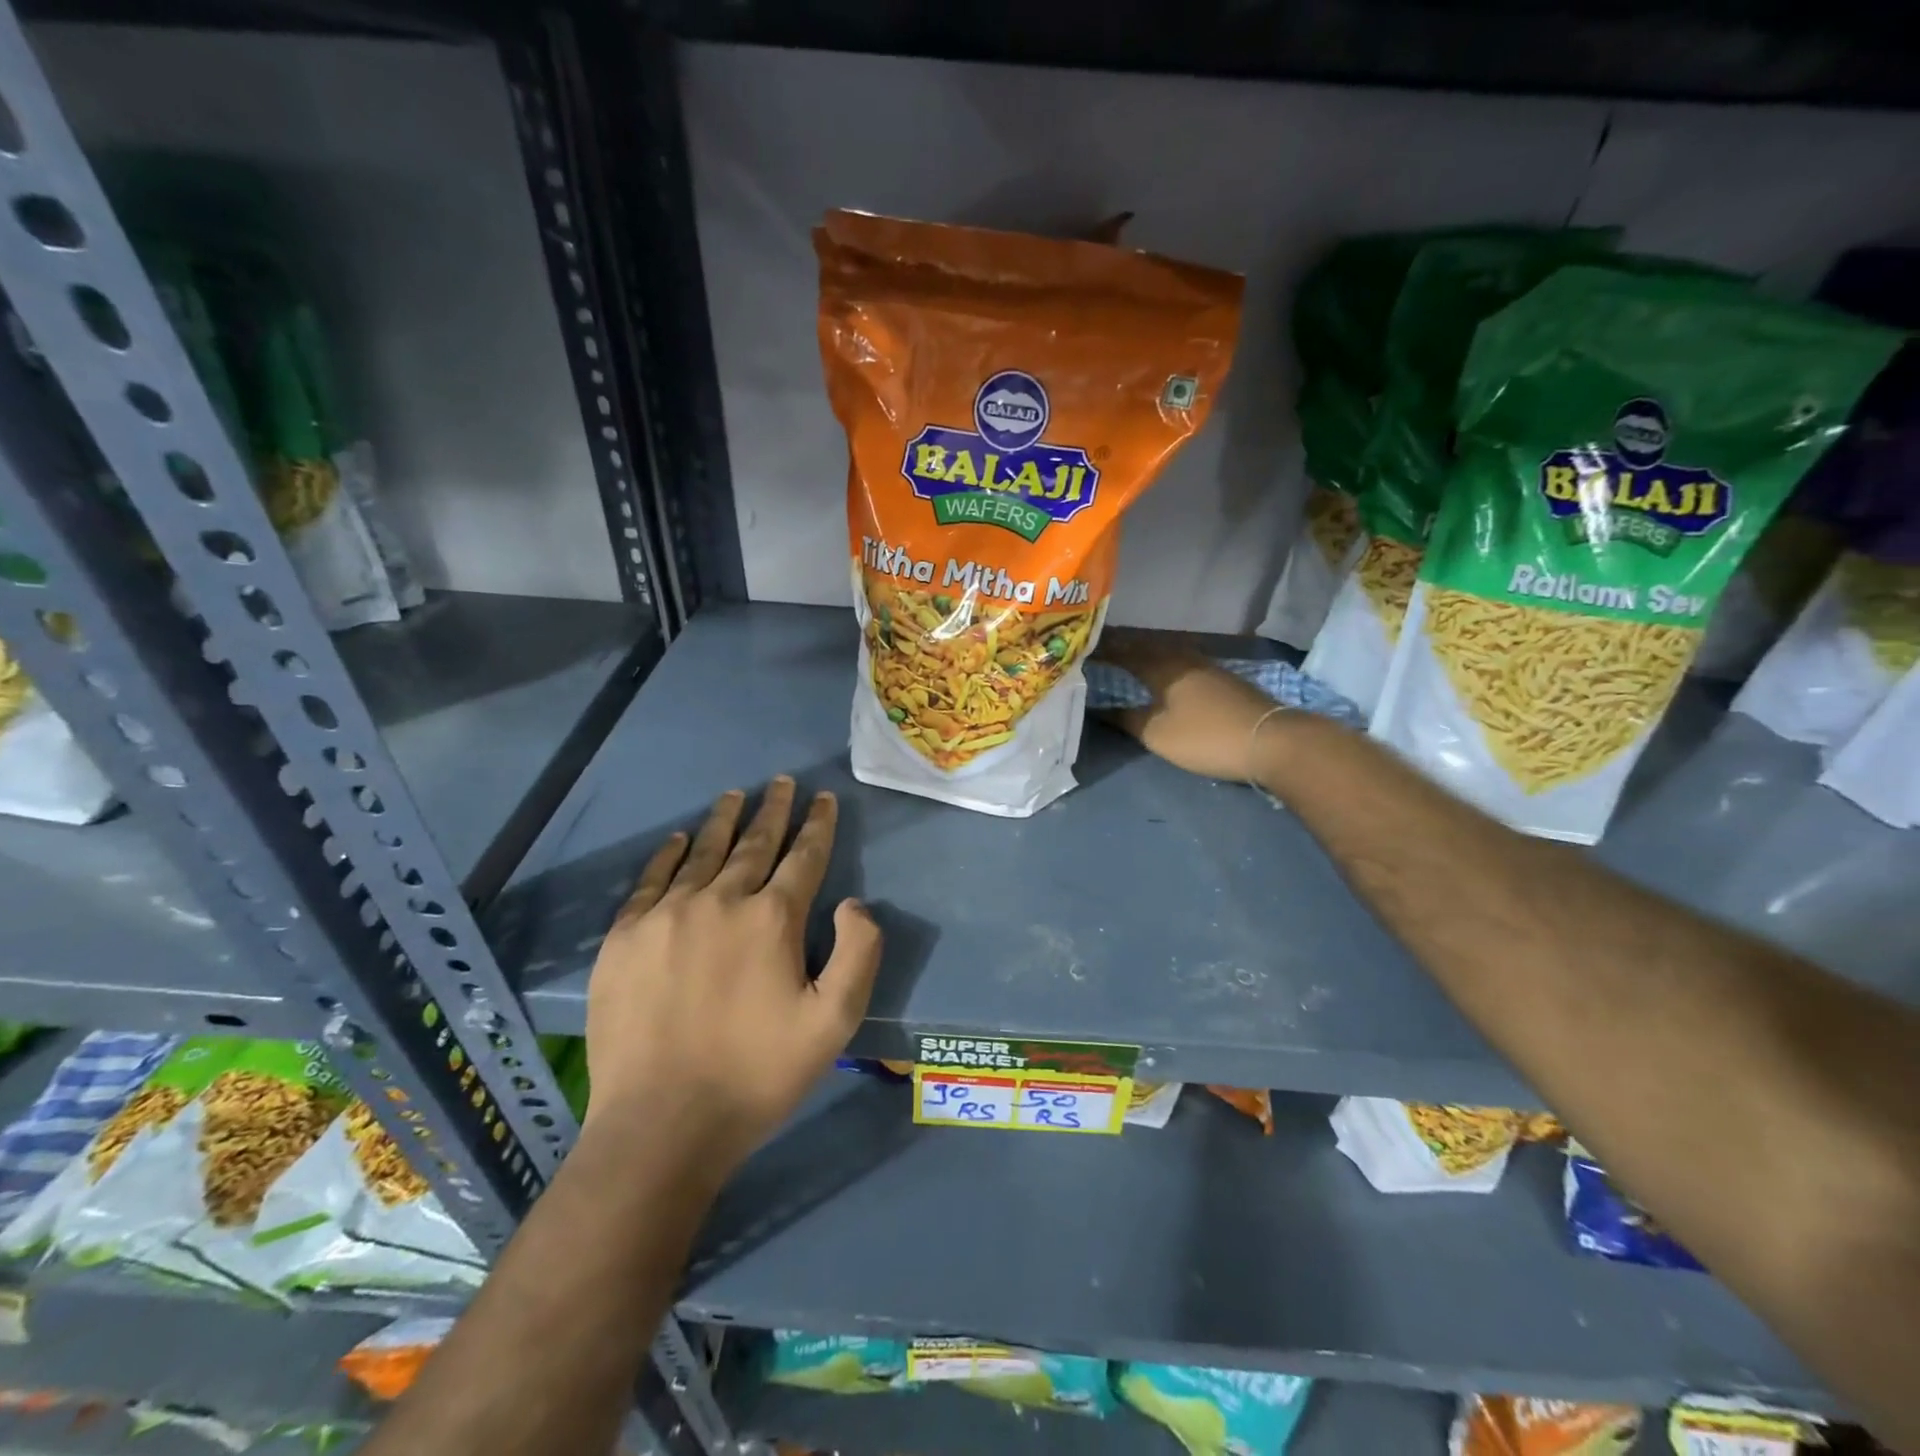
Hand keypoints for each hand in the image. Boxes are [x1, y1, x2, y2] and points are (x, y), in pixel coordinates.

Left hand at [582, 777, 881, 1172]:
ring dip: (724, 821)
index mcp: (772, 919)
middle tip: (781, 783)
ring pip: (703, 852)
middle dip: (773, 810)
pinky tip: (678, 839)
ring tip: (735, 795)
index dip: (817, 824)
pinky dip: (669, 855)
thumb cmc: (757, 1074)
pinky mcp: (625, 937)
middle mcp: (721, 901)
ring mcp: (667, 915)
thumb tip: (853, 903)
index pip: (803, 856)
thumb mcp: (834, 1022)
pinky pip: (651, 880)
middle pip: (754, 843)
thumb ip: (859, 953)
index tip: (822, 798)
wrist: (661, 1125)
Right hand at [1101, 638, 1287, 782]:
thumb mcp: (1157, 734)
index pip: (1125, 652)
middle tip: (1102, 647)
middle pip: (1148, 646)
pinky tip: (1164, 671)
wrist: (1270, 740)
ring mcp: (1207, 667)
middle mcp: (1184, 659)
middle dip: (1124, 646)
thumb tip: (1099, 708)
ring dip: (1146, 652)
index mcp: (1163, 668)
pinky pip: (1183, 662)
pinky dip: (1165, 663)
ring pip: (1168, 652)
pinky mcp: (1223, 680)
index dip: (1104, 651)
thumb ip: (1127, 719)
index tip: (1083, 648)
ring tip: (1128, 656)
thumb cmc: (1205, 736)